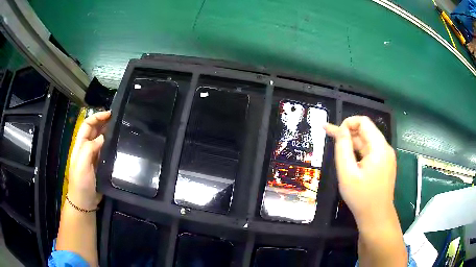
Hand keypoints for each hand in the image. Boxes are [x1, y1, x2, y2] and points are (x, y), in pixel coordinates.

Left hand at [68, 111, 110, 209]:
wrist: (84, 202)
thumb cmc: (81, 183)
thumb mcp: (82, 164)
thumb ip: (90, 148)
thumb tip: (103, 137)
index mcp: (81, 145)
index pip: (87, 125)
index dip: (97, 117)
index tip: (109, 114)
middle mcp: (87, 148)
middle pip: (94, 130)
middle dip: (104, 122)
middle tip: (118, 118)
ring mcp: (94, 157)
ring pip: (101, 139)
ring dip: (108, 132)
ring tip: (120, 128)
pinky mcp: (100, 165)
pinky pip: (106, 151)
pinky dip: (111, 145)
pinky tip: (119, 144)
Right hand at [324, 116, 396, 225]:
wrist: (376, 217)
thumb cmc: (361, 197)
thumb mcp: (347, 173)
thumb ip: (343, 148)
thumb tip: (340, 129)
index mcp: (379, 147)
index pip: (364, 122)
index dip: (347, 123)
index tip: (334, 133)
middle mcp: (385, 148)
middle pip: (366, 131)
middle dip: (347, 132)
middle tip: (327, 134)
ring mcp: (386, 157)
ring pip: (367, 142)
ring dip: (352, 142)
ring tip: (335, 144)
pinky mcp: (385, 165)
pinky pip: (370, 152)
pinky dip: (358, 151)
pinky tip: (348, 157)